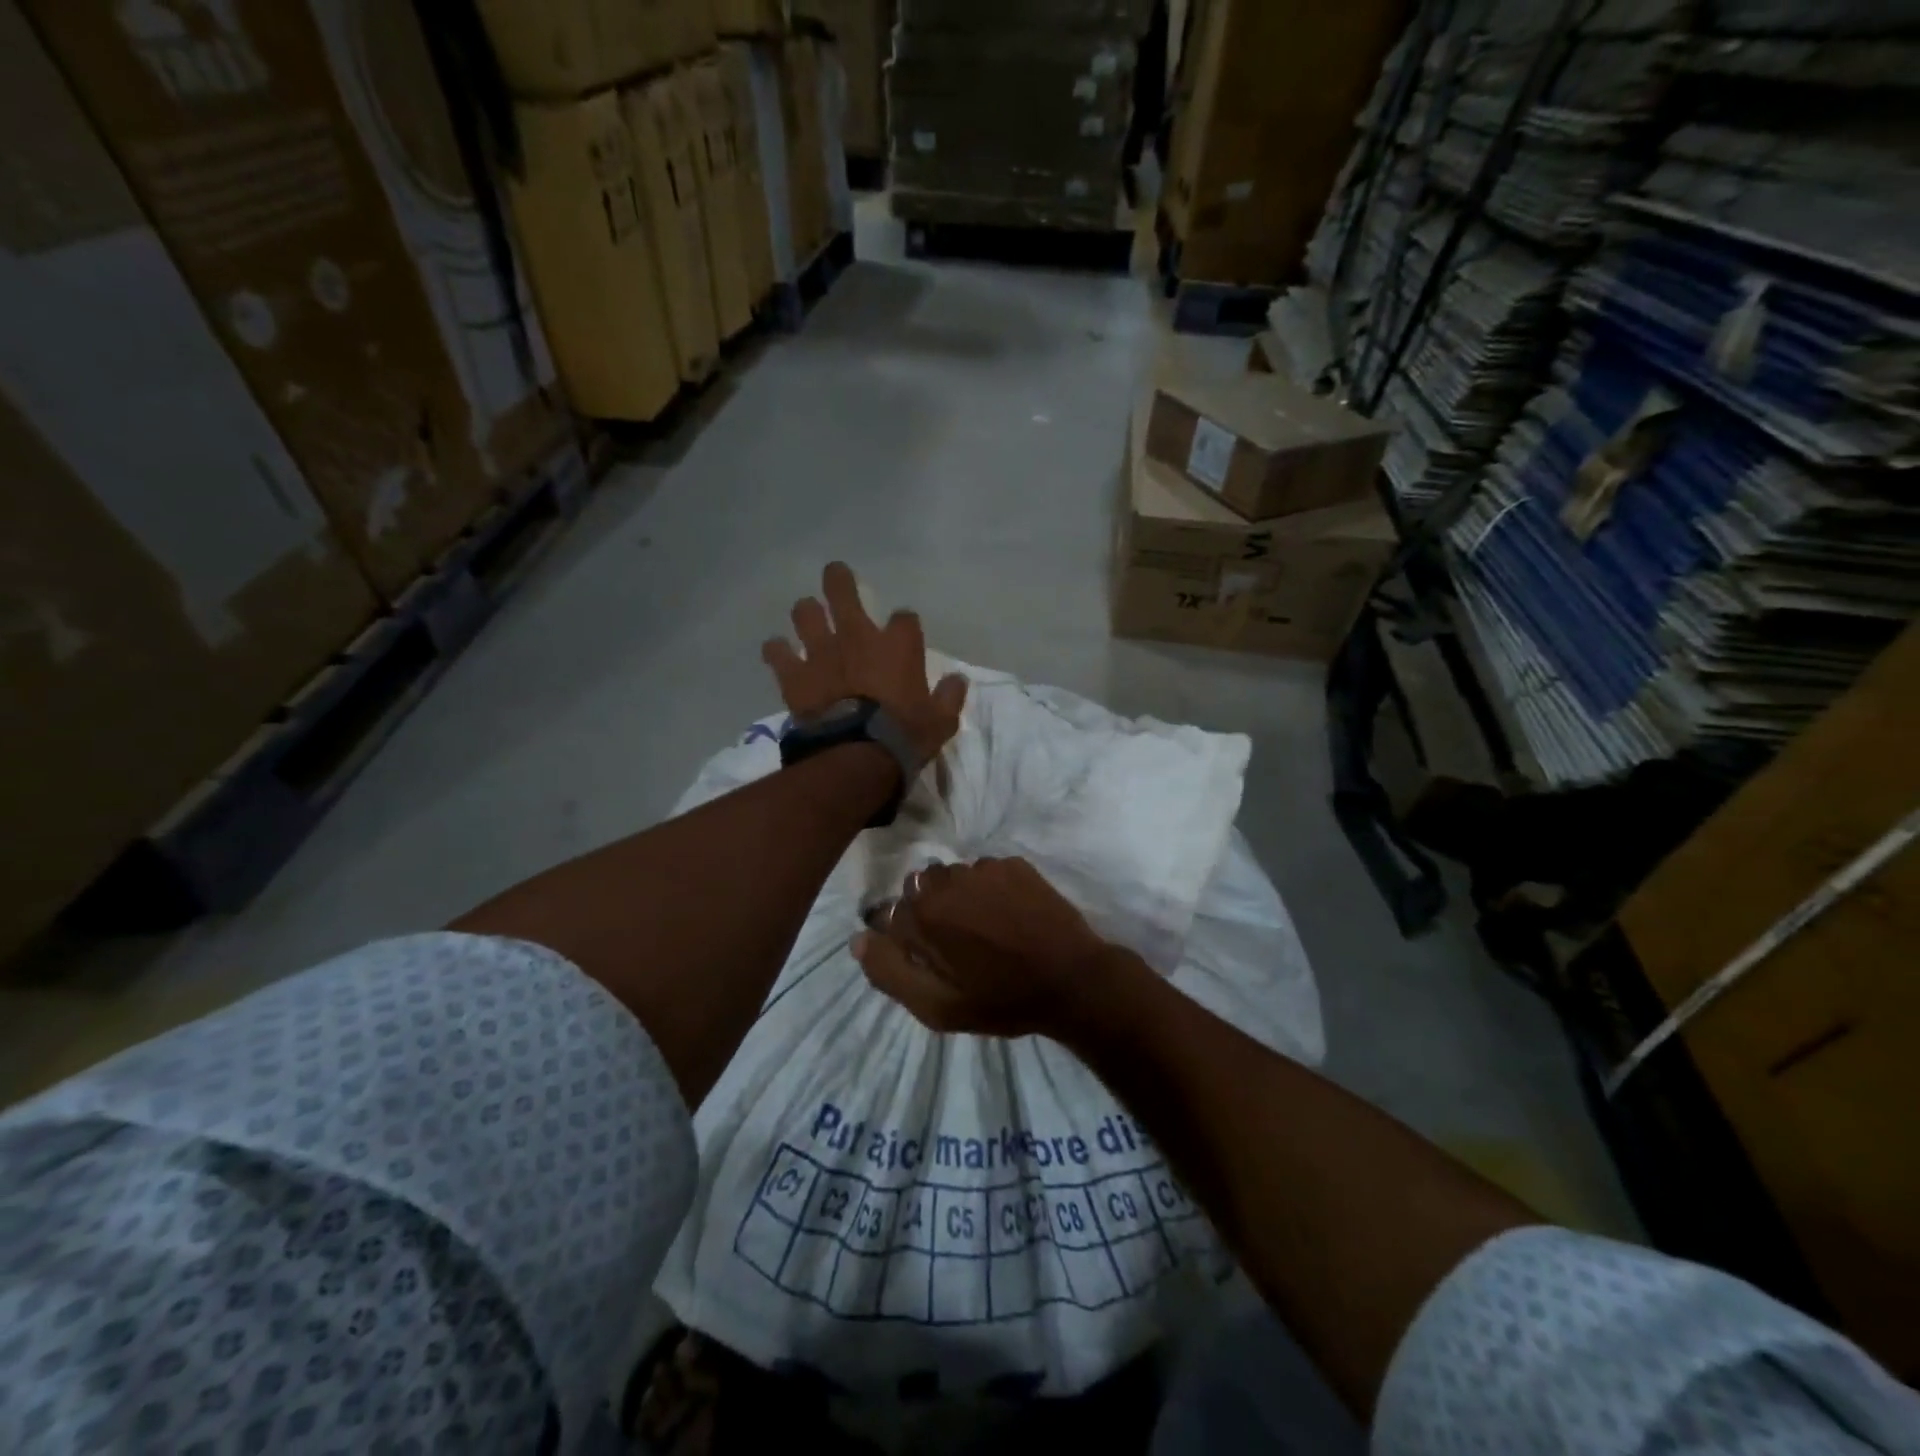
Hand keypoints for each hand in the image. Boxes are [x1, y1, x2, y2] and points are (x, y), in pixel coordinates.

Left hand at [762, 562, 968, 764]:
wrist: (858, 755)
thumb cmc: (905, 736)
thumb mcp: (940, 721)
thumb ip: (949, 697)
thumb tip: (957, 681)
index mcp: (898, 645)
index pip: (905, 618)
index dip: (904, 625)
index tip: (904, 635)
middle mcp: (857, 638)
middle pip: (843, 592)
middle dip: (838, 580)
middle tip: (835, 574)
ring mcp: (822, 653)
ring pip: (805, 613)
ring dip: (807, 613)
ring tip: (808, 616)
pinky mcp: (795, 675)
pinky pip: (777, 652)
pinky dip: (778, 651)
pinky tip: (778, 653)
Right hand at [852, 858, 1120, 1037]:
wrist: (1072, 980)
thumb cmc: (1001, 1000)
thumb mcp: (937, 1006)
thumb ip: (890, 972)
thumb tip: (858, 939)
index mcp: (923, 913)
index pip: (889, 914)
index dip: (903, 938)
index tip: (925, 957)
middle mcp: (947, 879)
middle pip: (919, 890)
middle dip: (929, 913)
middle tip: (956, 945)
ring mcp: (984, 867)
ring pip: (952, 878)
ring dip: (958, 898)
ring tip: (985, 929)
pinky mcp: (1014, 864)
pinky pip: (985, 872)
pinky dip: (988, 889)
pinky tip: (1008, 915)